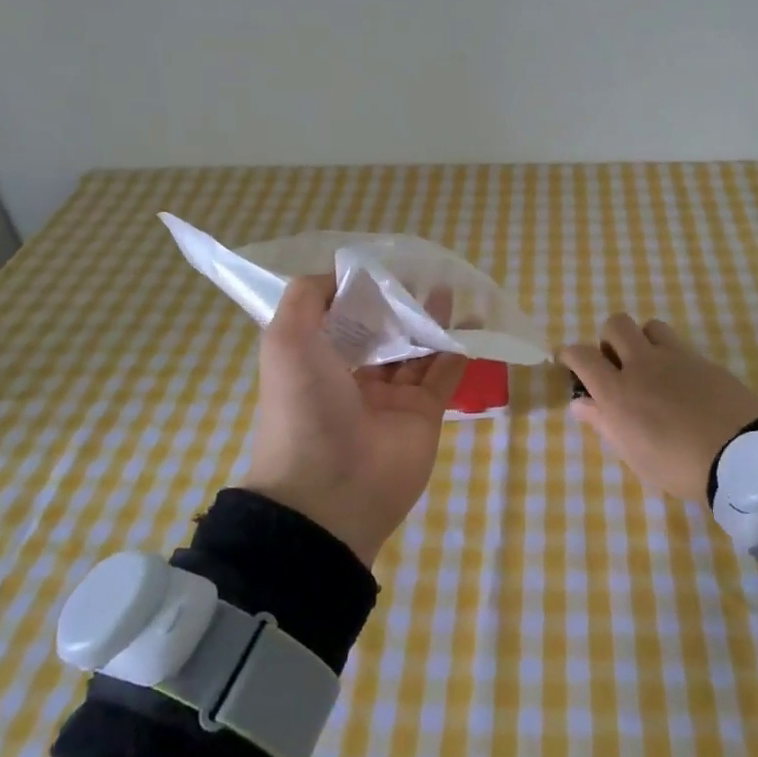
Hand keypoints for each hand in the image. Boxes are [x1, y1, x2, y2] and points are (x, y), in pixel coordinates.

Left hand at [239, 274, 467, 566]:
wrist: (329, 491)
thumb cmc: (303, 407)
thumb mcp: (286, 341)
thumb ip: (307, 298)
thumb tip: (341, 274)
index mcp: (317, 362)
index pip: (342, 319)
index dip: (361, 292)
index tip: (383, 265)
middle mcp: (353, 378)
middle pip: (383, 332)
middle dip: (400, 304)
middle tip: (423, 273)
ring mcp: (391, 398)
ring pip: (416, 350)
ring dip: (432, 320)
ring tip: (449, 287)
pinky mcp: (423, 414)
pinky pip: (444, 375)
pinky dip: (458, 348)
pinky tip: (471, 320)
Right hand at [560, 314, 757, 503]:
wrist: (742, 454)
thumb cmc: (679, 465)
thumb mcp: (634, 455)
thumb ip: (605, 424)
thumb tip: (580, 405)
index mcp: (617, 391)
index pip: (582, 355)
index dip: (570, 353)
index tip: (568, 359)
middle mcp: (641, 364)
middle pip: (615, 325)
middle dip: (609, 339)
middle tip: (616, 365)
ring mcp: (675, 357)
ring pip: (649, 326)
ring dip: (643, 340)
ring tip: (650, 367)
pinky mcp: (703, 359)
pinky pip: (679, 344)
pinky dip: (671, 354)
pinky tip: (681, 380)